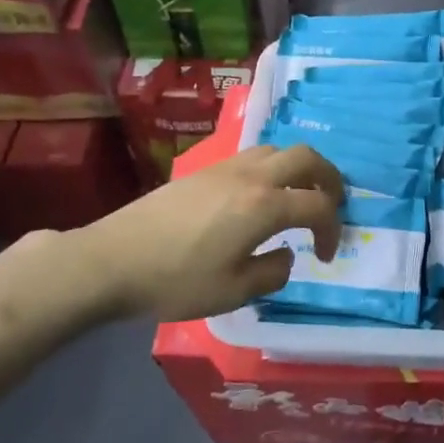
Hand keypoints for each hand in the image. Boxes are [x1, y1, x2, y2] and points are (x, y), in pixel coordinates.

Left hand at [70, 145, 345, 321]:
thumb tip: (285, 255)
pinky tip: (259, 198)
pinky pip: (253, 156)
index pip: (319, 205)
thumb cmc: (175, 281)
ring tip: (297, 198)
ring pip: (278, 150)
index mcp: (265, 205)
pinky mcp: (205, 170)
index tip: (323, 256)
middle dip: (330, 179)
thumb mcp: (233, 292)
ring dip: (299, 170)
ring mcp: (226, 167)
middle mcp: (252, 176)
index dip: (332, 230)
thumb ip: (272, 272)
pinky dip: (273, 169)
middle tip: (332, 206)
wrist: (111, 261)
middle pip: (307, 157)